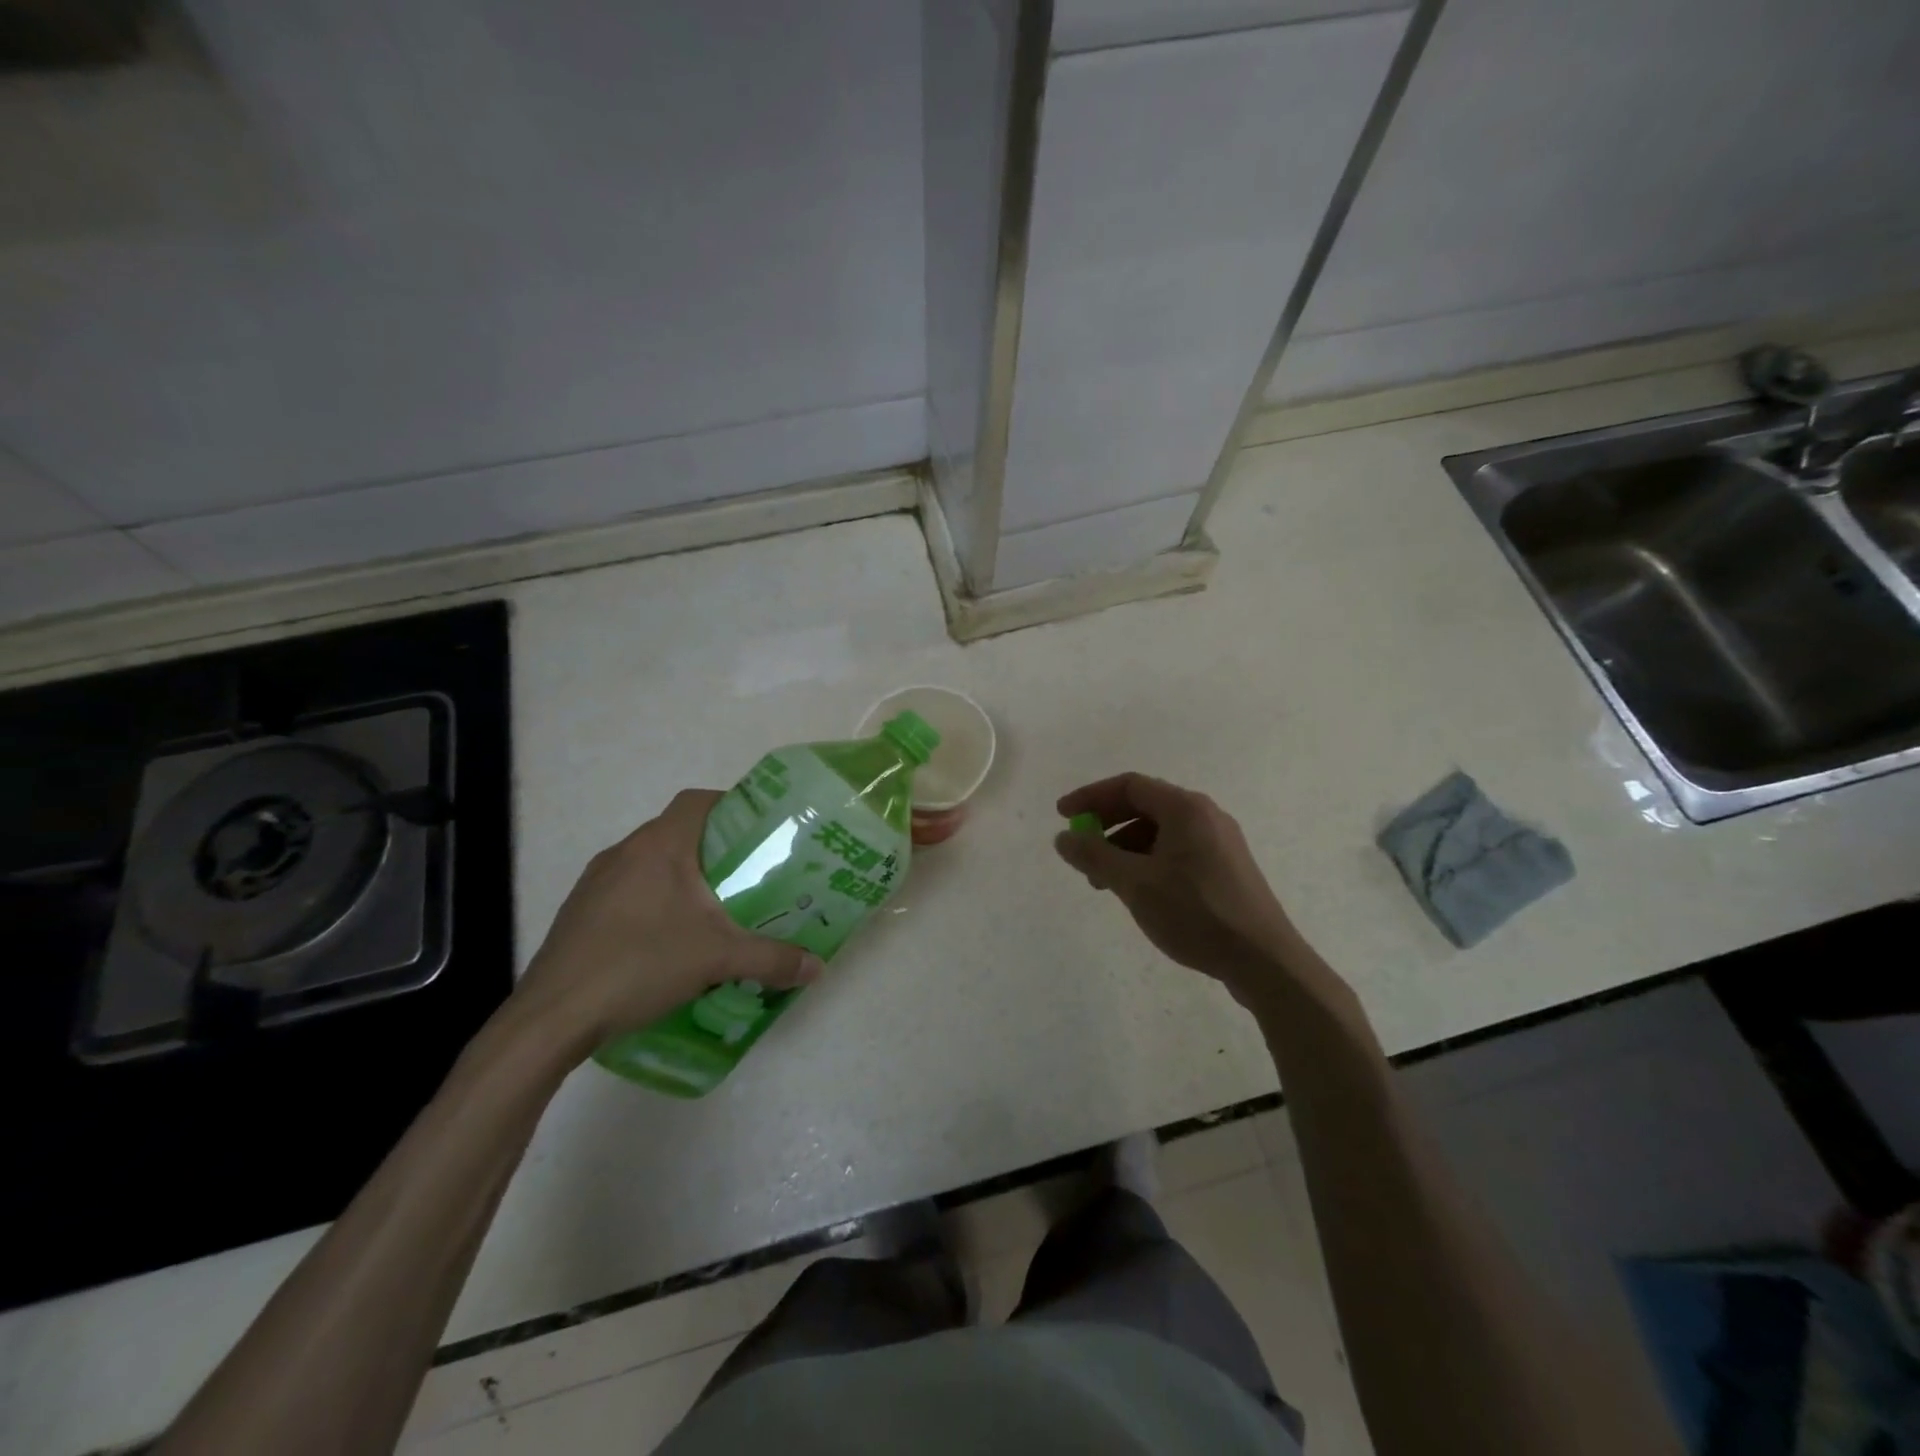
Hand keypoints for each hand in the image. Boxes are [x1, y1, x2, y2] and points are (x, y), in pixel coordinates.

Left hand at [511, 790, 821, 1051]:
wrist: (552, 1017)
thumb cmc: (639, 964)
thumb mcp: (718, 959)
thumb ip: (772, 959)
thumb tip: (817, 967)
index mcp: (658, 846)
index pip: (698, 801)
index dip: (732, 806)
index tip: (761, 831)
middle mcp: (624, 852)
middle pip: (678, 832)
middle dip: (716, 850)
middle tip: (750, 876)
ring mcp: (596, 883)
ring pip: (651, 864)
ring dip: (683, 878)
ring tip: (715, 910)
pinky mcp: (580, 913)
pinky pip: (629, 891)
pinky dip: (655, 902)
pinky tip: (670, 940)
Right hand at [1054, 773, 1305, 1009]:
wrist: (1264, 960)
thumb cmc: (1196, 913)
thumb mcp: (1135, 884)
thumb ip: (1094, 856)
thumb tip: (1063, 838)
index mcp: (1186, 808)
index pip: (1129, 786)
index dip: (1091, 797)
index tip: (1062, 817)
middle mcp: (1205, 816)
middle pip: (1144, 806)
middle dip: (1106, 826)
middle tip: (1081, 853)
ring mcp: (1220, 842)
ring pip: (1160, 832)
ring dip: (1125, 849)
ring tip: (1104, 883)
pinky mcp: (1226, 869)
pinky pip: (1176, 852)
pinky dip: (1148, 863)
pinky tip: (1138, 893)